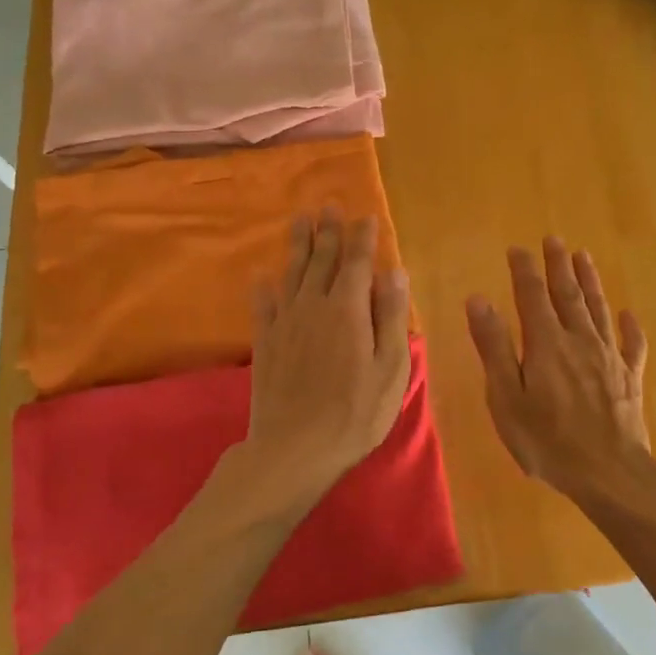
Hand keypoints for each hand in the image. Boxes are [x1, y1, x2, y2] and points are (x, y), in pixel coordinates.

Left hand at [242, 209, 412, 515]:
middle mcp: (313, 306)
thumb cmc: (355, 412)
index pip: (357, 263)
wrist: (295, 448)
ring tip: (300, 221)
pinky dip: (263, 288)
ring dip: (297, 246)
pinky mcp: (265, 345)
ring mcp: (285, 324)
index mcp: (348, 309)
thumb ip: (390, 316)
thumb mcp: (390, 368)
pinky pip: (263, 307)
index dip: (362, 238)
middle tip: (328, 206)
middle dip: (328, 232)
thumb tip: (393, 272)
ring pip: (292, 275)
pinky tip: (261, 277)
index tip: (366, 217)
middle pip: (321, 261)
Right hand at [466, 238, 649, 500]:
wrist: (610, 473)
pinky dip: (630, 326)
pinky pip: (631, 344)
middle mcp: (580, 340)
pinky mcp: (630, 378)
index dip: (525, 270)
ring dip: (590, 282)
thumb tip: (478, 300)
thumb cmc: (548, 441)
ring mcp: (609, 358)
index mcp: (546, 344)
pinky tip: (628, 315)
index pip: (532, 296)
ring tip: (584, 258)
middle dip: (559, 265)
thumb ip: (494, 347)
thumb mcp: (506, 398)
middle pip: (568, 294)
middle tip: (555, 240)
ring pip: (599, 310)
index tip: (518, 248)